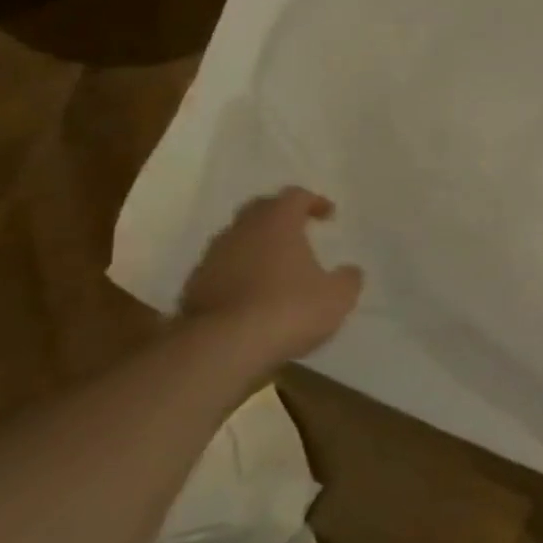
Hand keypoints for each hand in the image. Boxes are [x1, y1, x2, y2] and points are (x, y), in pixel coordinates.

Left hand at [179, 188, 363, 362]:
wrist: (223, 347)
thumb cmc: (290, 309)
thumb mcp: (338, 296)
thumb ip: (347, 278)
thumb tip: (349, 271)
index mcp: (277, 223)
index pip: (294, 196)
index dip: (313, 201)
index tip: (328, 215)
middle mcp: (240, 232)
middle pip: (259, 210)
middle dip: (279, 216)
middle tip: (298, 231)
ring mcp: (212, 259)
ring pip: (237, 240)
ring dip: (256, 247)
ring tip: (276, 268)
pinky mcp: (193, 288)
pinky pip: (221, 269)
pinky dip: (238, 274)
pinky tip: (253, 296)